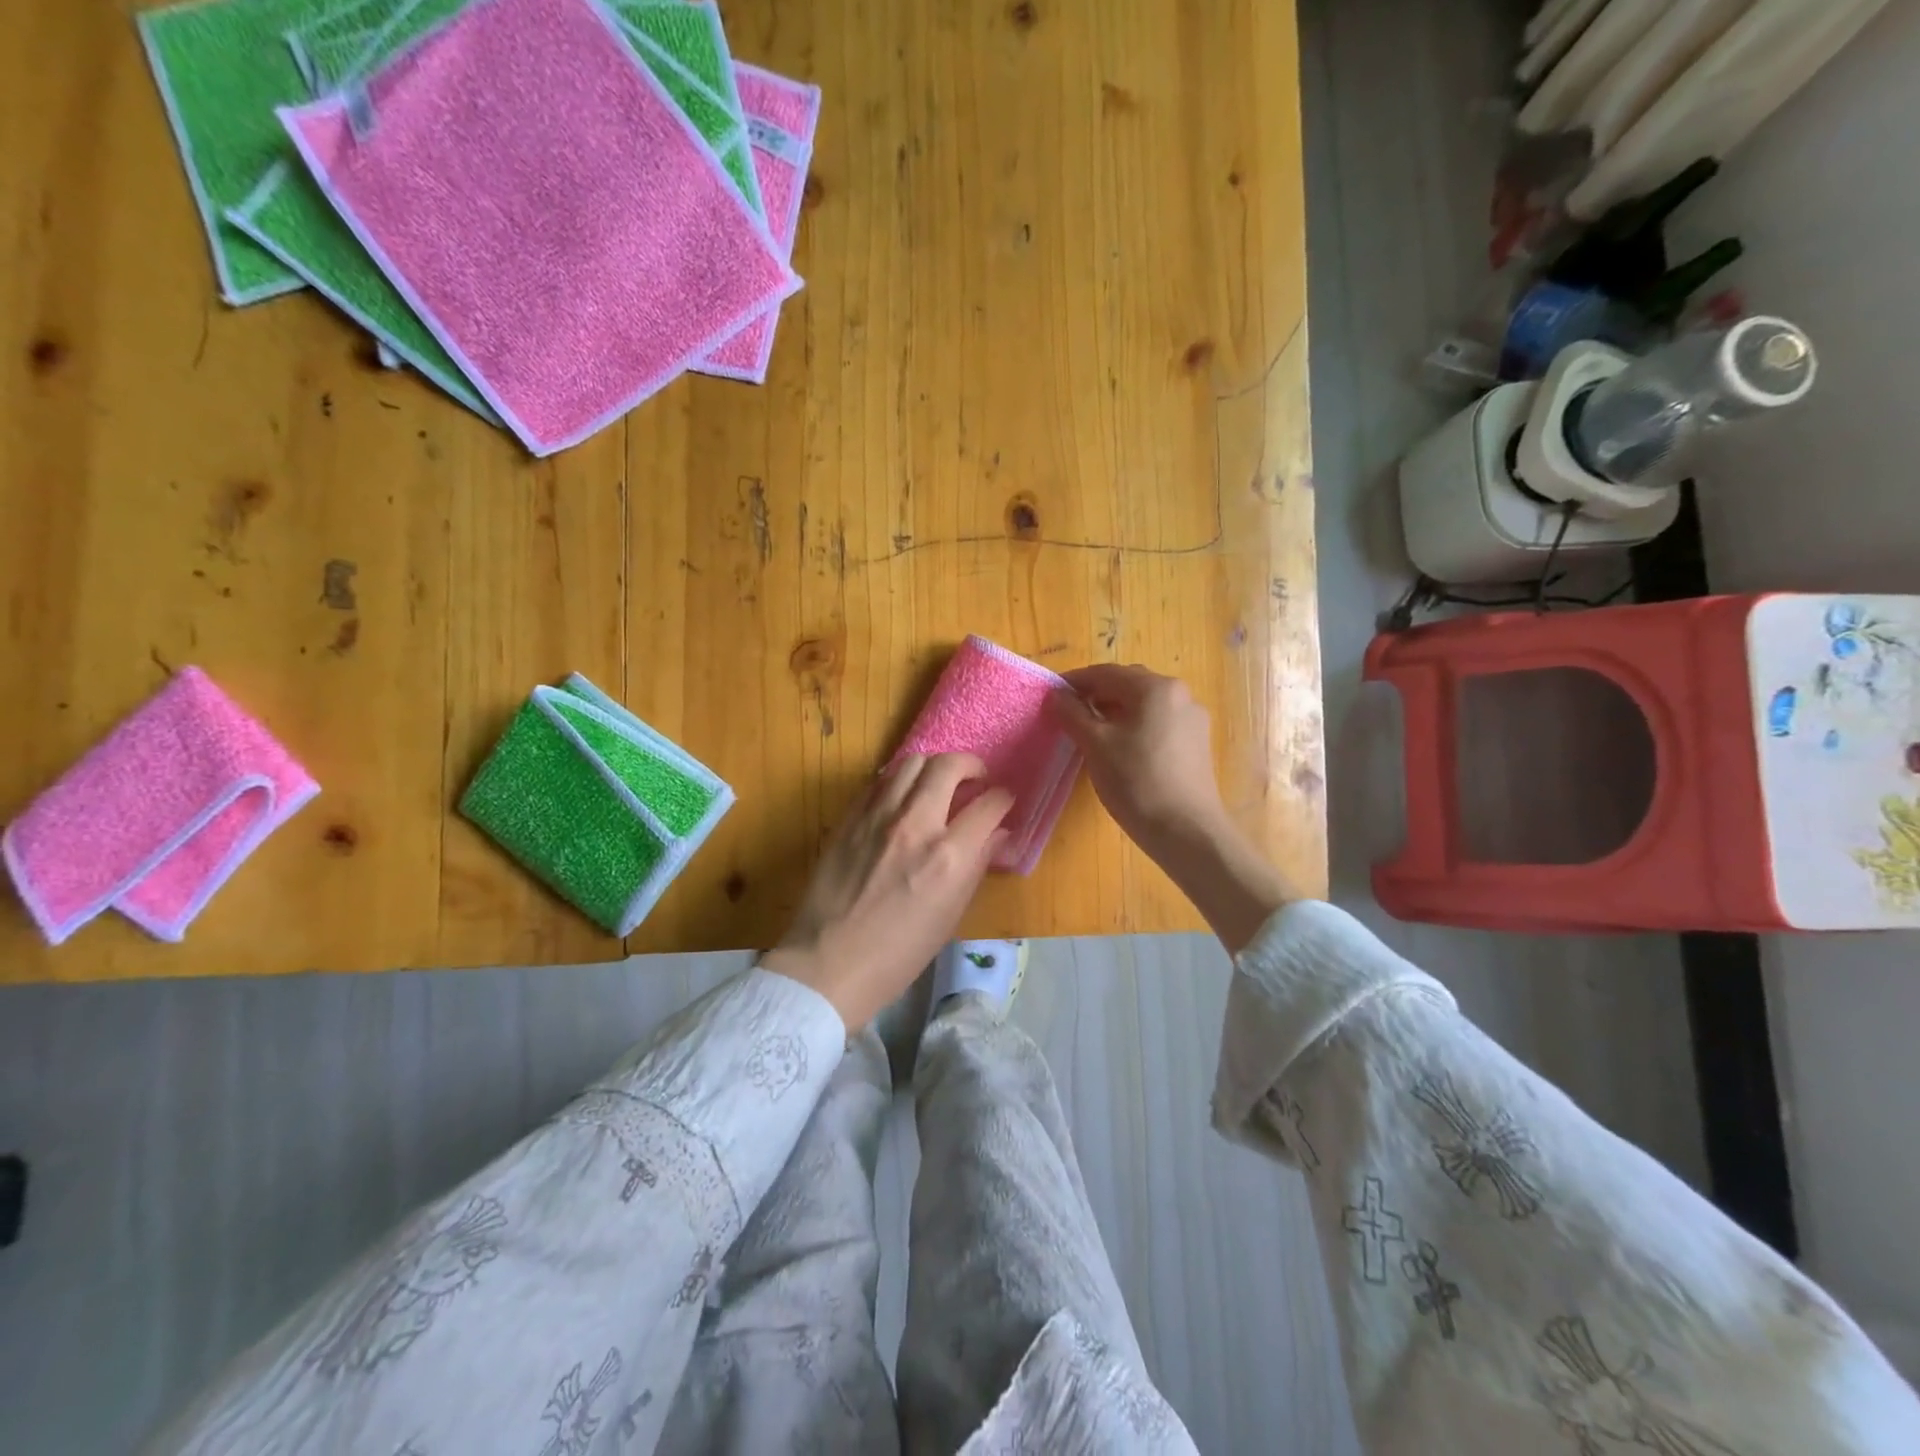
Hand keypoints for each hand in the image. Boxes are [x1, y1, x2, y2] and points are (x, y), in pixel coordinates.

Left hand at [760, 753, 1013, 1030]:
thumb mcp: (951, 916)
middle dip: (971, 766)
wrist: (829, 964)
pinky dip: (900, 781)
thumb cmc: (899, 954)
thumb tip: (998, 834)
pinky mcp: (849, 818)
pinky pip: (880, 781)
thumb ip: (977, 866)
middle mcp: (915, 825)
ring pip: (912, 762)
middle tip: (975, 780)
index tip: (1003, 802)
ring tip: (938, 784)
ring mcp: (877, 816)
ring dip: (934, 767)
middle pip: (948, 767)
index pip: (988, 805)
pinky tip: (903, 798)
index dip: (1003, 799)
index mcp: (948, 857)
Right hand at [1046, 664, 1229, 861]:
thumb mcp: (1096, 745)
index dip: (1074, 682)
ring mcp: (1192, 719)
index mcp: (1155, 688)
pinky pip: (1158, 724)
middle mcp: (1179, 694)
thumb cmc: (1136, 781)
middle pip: (1128, 685)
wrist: (1186, 831)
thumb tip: (1057, 695)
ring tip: (1091, 733)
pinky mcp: (1196, 744)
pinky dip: (1134, 727)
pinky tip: (1120, 750)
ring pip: (1144, 706)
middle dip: (1096, 695)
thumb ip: (1073, 714)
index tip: (1051, 695)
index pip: (1105, 673)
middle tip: (1069, 714)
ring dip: (1115, 712)